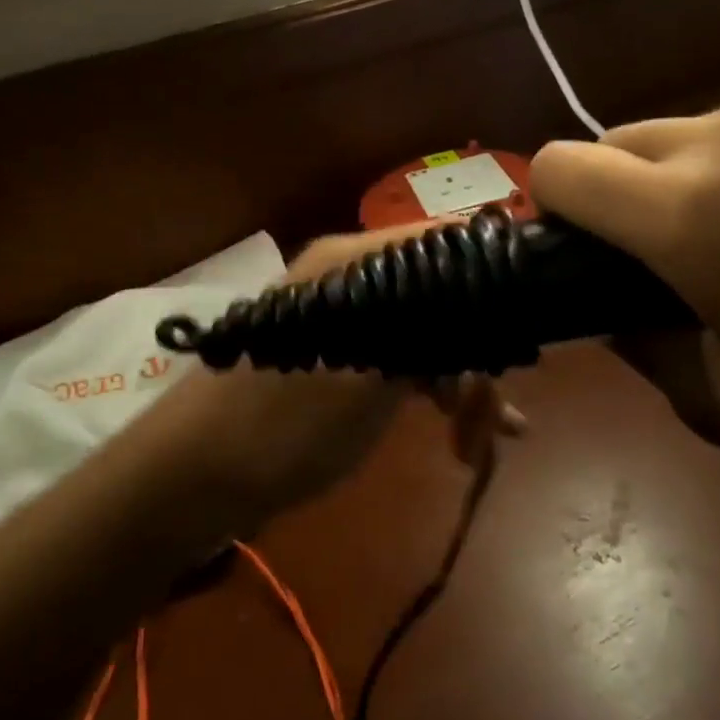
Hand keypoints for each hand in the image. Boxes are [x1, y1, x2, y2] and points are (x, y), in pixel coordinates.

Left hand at [153, 228, 524, 527]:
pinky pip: (395, 357)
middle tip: (501, 415)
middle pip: (436, 292)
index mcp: (353, 260)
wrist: (192, 477)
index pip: (440, 242)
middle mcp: (347, 274)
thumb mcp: (370, 381)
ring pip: (419, 329)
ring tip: (485, 436)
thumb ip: (430, 334)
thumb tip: (486, 299)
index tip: (528, 328)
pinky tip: (460, 431)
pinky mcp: (331, 354)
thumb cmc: (283, 424)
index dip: (489, 277)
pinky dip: (428, 388)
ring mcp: (337, 315)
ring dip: (458, 377)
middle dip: (475, 348)